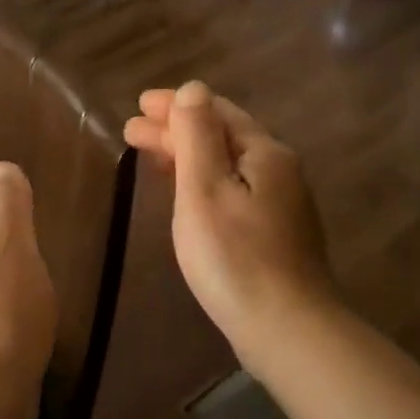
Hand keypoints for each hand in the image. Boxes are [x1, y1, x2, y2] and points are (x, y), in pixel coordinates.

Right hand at [124, 83, 338, 377]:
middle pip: (223, 135)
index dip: (175, 105)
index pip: (216, 111)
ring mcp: (281, 203)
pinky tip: (187, 193)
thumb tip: (193, 88)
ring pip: (228, 163)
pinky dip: (204, 179)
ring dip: (188, 153)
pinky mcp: (276, 232)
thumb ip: (197, 136)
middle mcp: (279, 169)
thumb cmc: (235, 257)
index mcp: (264, 152)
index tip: (138, 105)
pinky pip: (234, 188)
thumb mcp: (206, 190)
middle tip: (132, 130)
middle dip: (176, 129)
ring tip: (151, 155)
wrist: (287, 329)